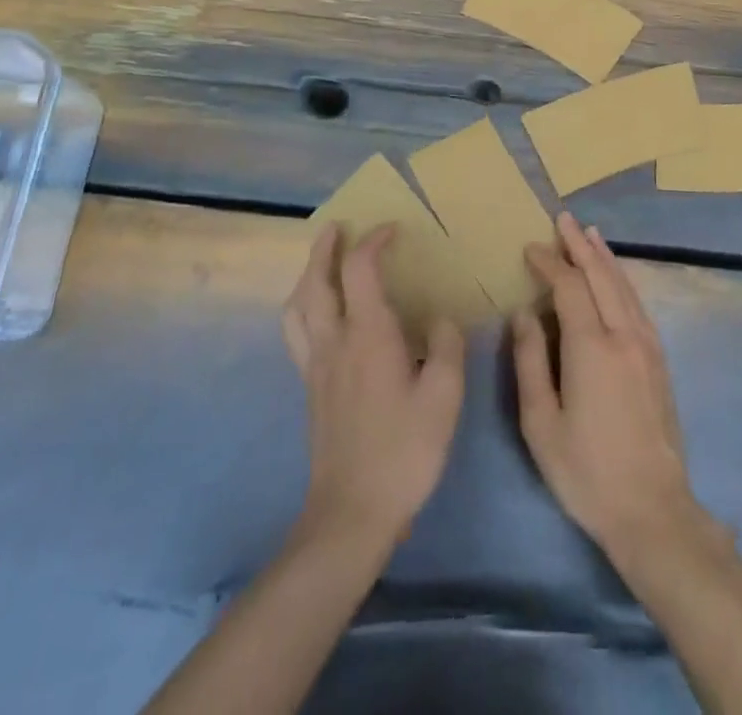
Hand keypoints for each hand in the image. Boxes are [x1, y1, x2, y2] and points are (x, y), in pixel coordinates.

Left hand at [282, 224, 465, 547]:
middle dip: (325, 249)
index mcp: (368, 336)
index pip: (360, 270)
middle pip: (315, 282)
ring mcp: (316, 367)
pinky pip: (297, 333)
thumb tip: (437, 321)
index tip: (392, 231)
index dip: (373, 242)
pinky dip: (303, 308)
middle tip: (337, 227)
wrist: (352, 514)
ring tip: (320, 264)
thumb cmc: (404, 451)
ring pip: (297, 308)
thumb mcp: (444, 397)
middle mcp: (334, 342)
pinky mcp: (310, 390)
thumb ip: (444, 347)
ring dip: (306, 276)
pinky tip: (319, 316)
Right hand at [513, 213, 703, 559]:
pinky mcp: (659, 359)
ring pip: (624, 285)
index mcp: (591, 347)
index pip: (569, 287)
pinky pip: (638, 303)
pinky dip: (622, 280)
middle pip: (601, 275)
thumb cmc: (586, 471)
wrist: (652, 509)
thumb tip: (524, 314)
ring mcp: (647, 345)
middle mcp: (623, 335)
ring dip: (604, 256)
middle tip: (562, 219)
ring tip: (589, 234)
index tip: (531, 248)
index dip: (550, 263)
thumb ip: (530, 362)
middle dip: (579, 245)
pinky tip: (616, 276)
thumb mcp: (541, 424)